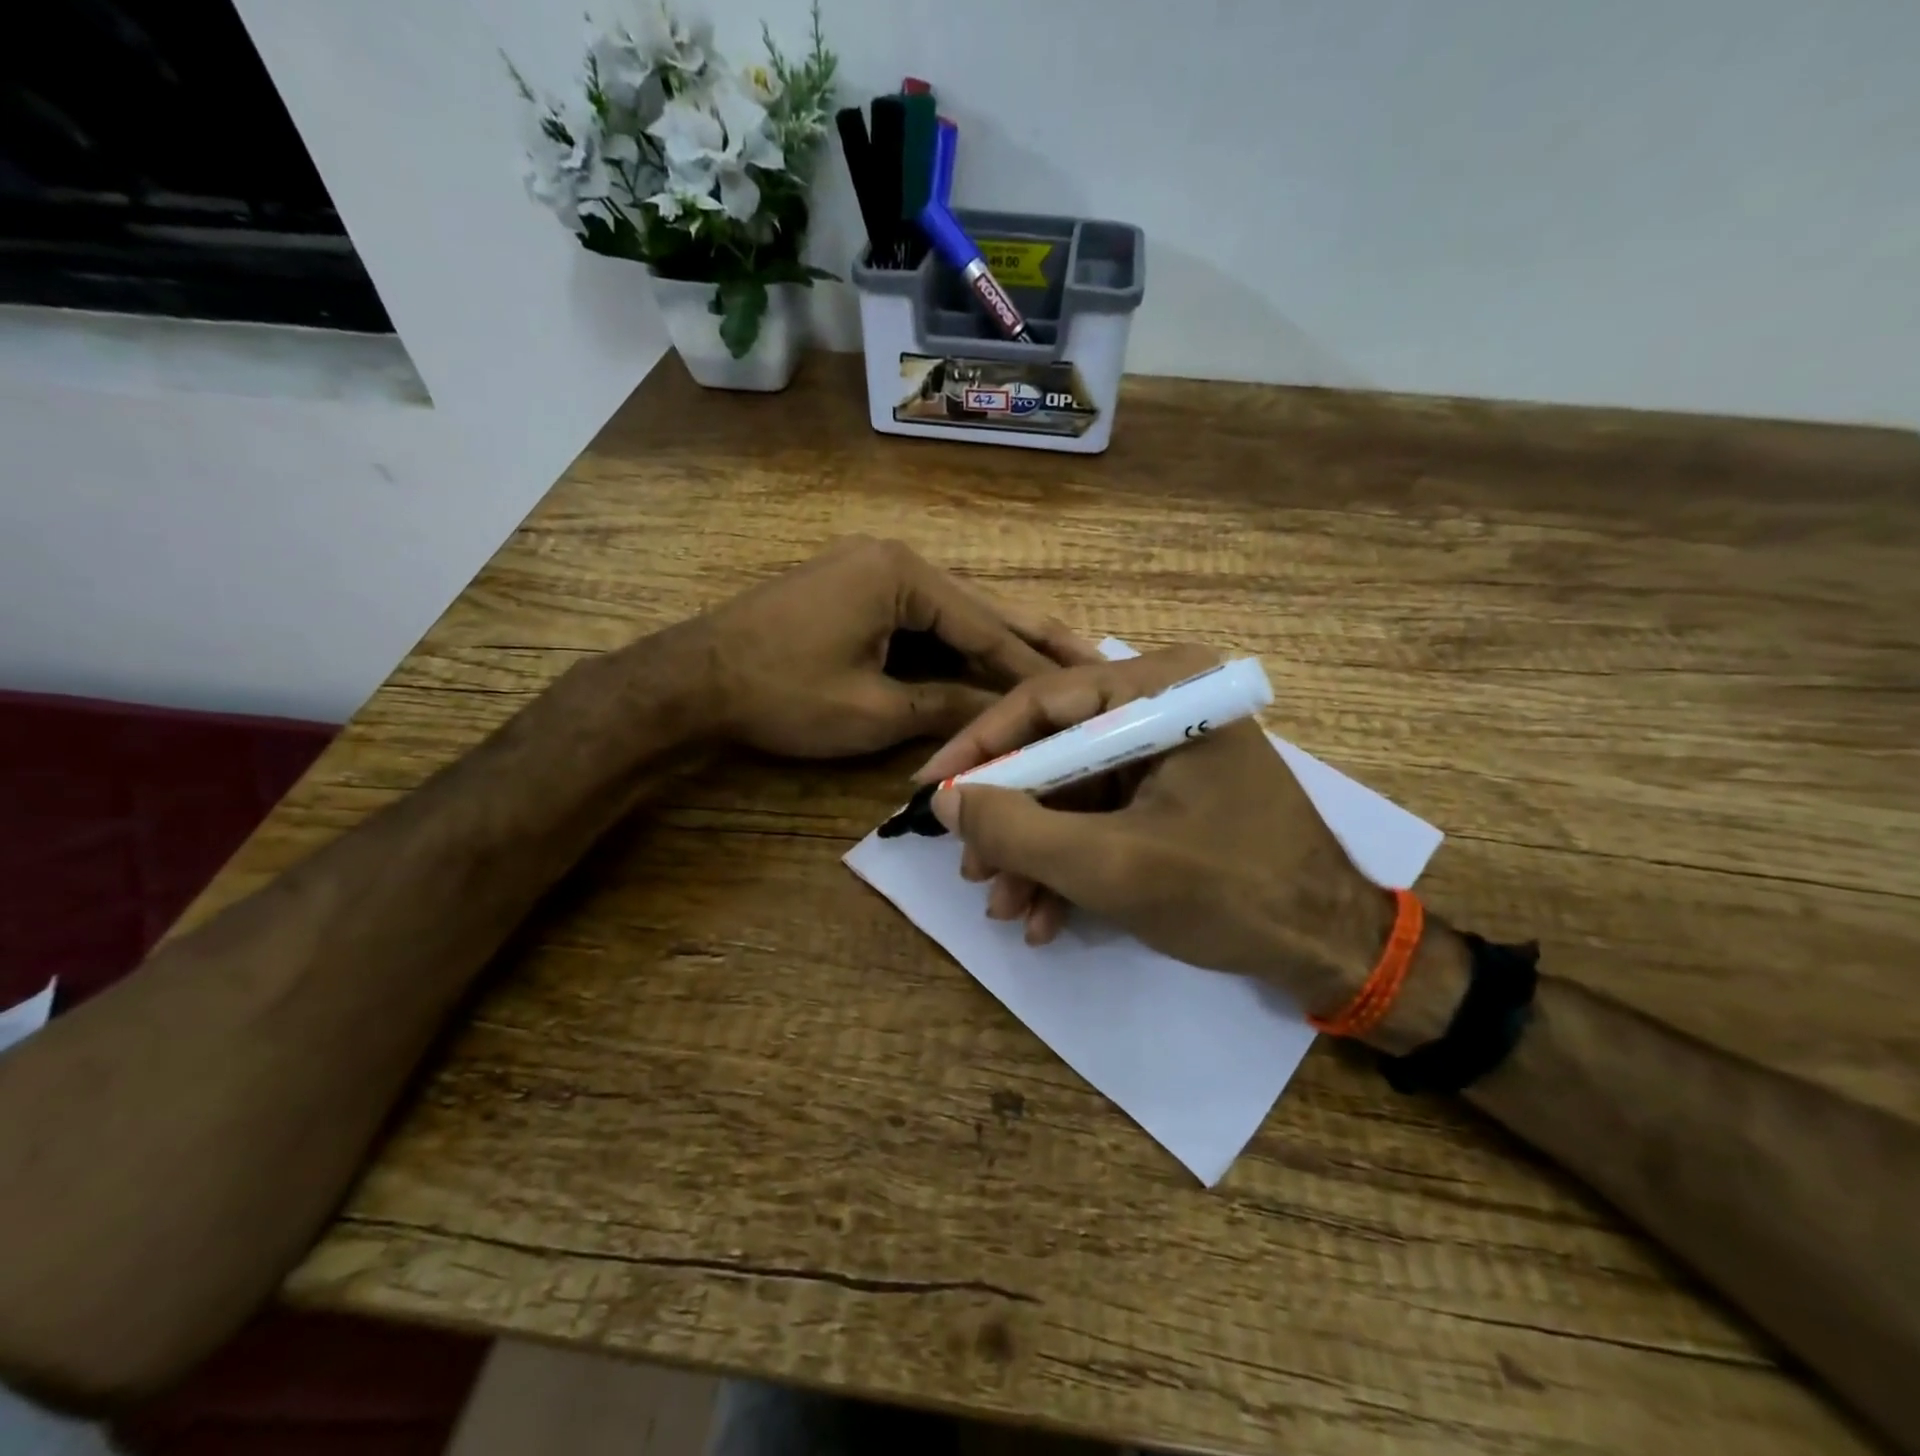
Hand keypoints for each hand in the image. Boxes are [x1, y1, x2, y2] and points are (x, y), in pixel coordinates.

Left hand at [682, 536, 1098, 759]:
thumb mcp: (872, 710)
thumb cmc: (782, 695)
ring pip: (950, 614)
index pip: (984, 625)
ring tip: (1053, 664)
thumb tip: (1003, 718)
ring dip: (993, 644)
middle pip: (978, 607)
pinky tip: (985, 664)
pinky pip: (918, 620)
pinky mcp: (855, 591)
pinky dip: (951, 647)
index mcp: (902, 574)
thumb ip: (945, 706)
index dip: (1029, 667)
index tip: (1078, 691)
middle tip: (1093, 657)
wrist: (692, 681)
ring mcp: (871, 571)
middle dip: (1031, 639)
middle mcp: (895, 559)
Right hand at [915, 647, 1393, 1012]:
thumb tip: (945, 800)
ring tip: (1006, 907)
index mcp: (1164, 691)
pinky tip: (1046, 917)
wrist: (1328, 948)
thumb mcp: (1110, 865)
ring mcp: (1167, 751)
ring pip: (1071, 791)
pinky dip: (1070, 863)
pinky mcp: (1168, 792)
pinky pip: (1100, 815)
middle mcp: (1164, 706)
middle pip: (1055, 750)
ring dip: (1034, 853)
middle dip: (1011, 819)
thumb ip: (1019, 829)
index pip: (1044, 701)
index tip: (929, 791)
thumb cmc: (1230, 892)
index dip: (979, 749)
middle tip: (971, 869)